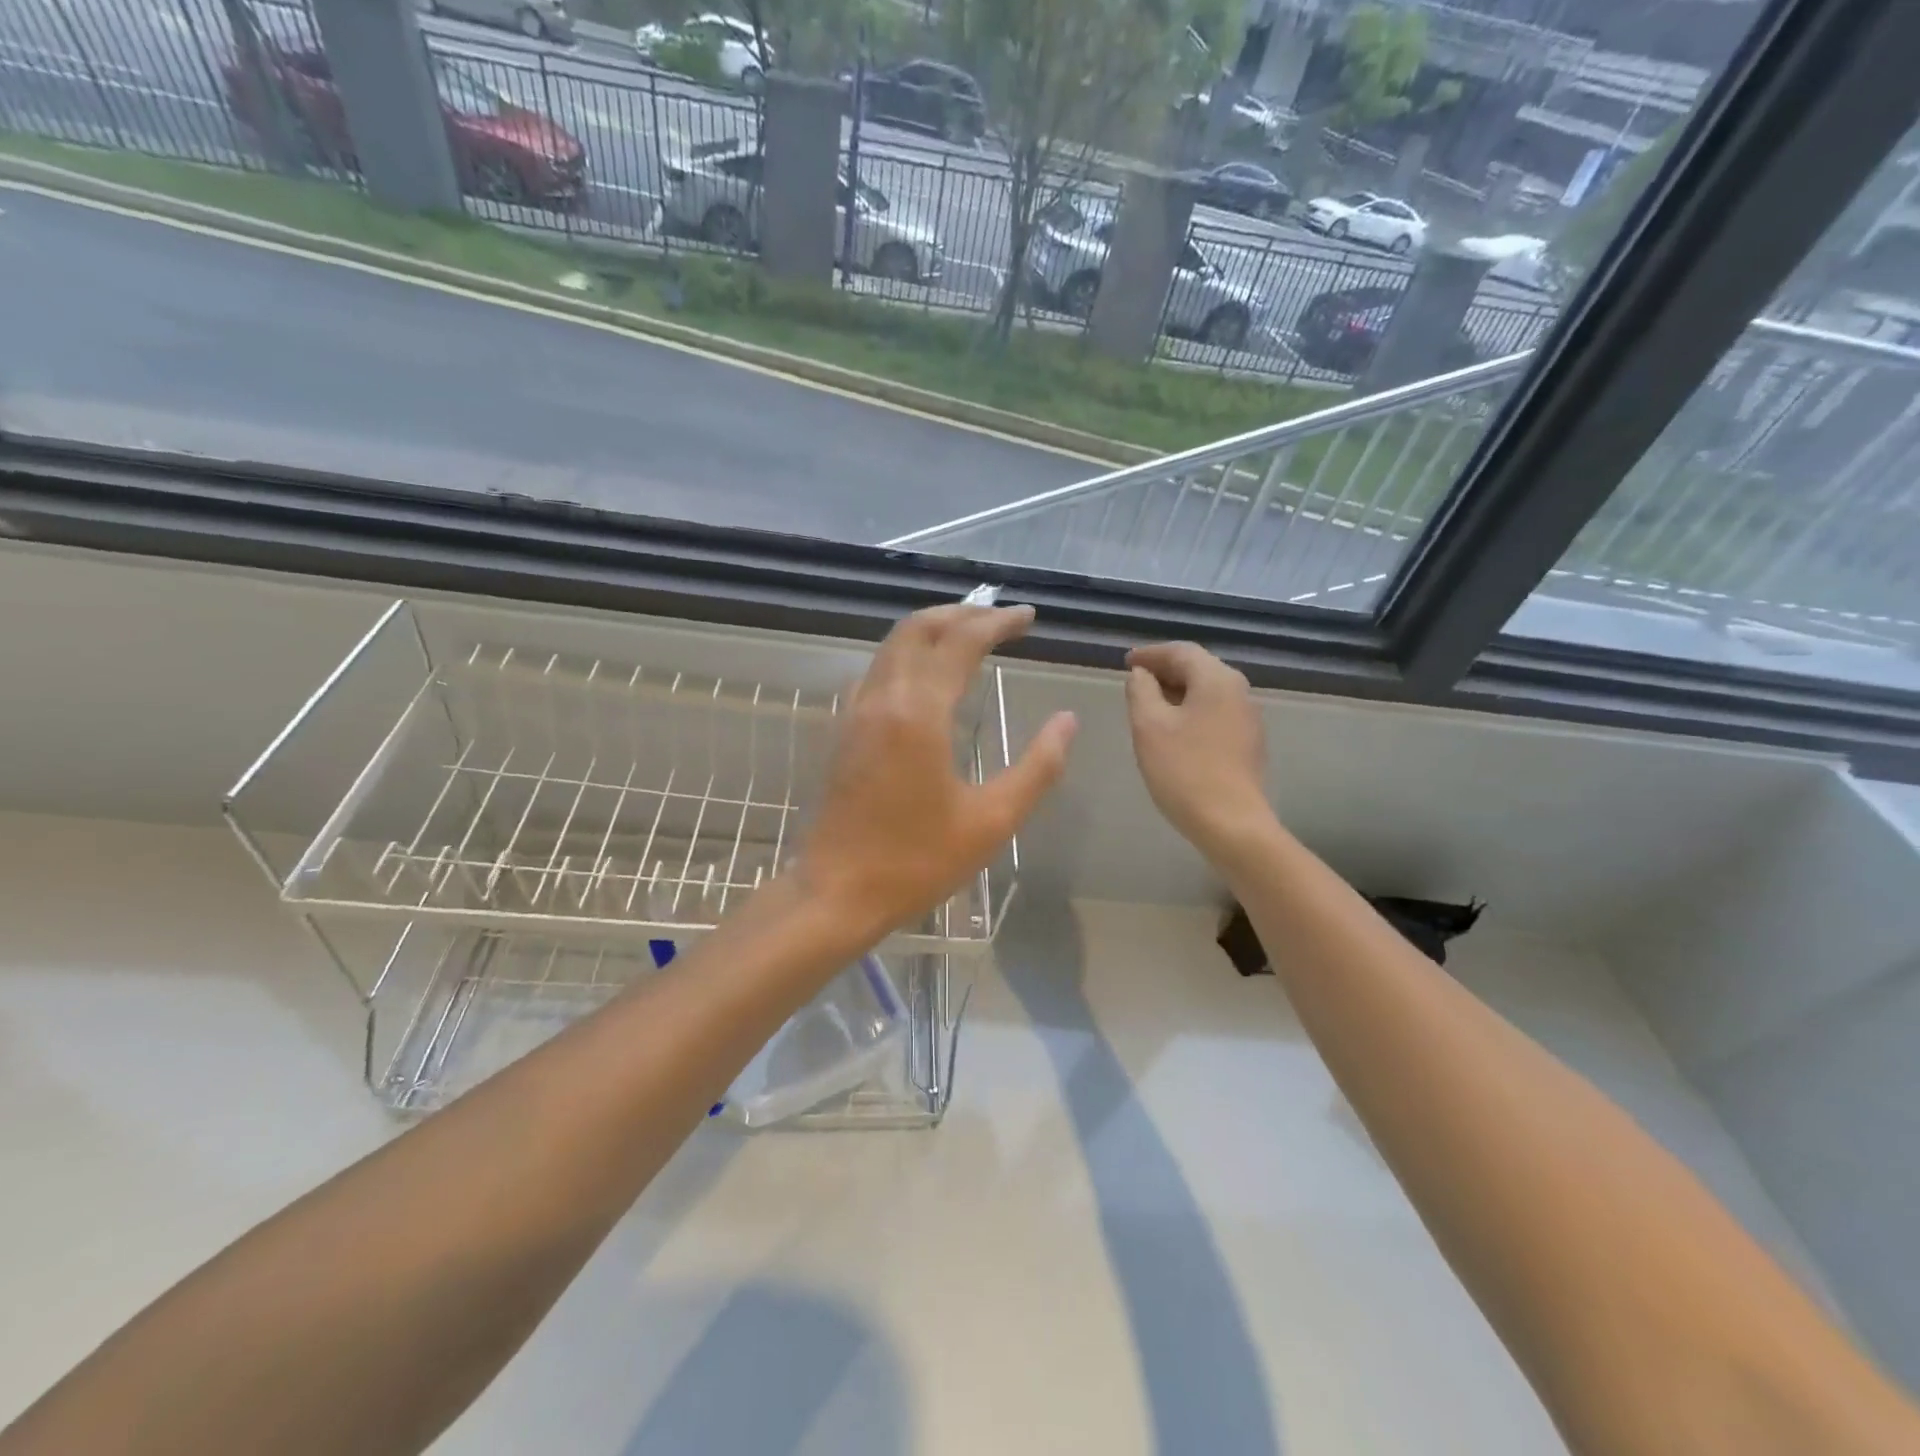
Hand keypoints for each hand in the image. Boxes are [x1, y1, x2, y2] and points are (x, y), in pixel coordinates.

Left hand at [798, 604, 1077, 941]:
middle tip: (1001, 620)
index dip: (998, 622)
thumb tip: (1067, 721)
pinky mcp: (844, 730)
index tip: (1028, 618)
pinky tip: (929, 678)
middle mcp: (883, 698)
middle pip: (919, 628)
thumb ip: (1037, 767)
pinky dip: (908, 655)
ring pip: (893, 645)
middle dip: (962, 613)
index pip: (961, 642)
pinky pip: (878, 670)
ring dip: (933, 630)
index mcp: (919, 713)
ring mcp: (856, 712)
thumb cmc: (917, 862)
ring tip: (971, 638)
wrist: (836, 893)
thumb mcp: (992, 821)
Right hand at [1125, 642, 1275, 866]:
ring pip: (1207, 691)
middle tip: (1135, 681)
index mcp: (1216, 679)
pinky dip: (1191, 710)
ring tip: (1149, 705)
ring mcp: (1248, 717)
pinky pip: (1215, 712)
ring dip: (1178, 692)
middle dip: (1165, 671)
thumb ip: (1140, 691)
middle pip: (1198, 668)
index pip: (1180, 651)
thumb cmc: (1184, 770)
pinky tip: (1173, 730)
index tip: (1126, 662)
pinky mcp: (1248, 742)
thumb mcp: (1149, 726)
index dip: (1150, 654)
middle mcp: (1239, 690)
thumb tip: (1141, 675)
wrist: (1231, 823)